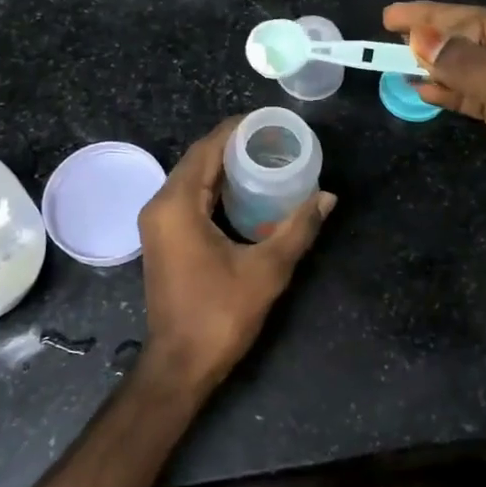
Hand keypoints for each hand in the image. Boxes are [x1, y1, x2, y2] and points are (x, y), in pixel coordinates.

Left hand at [136, 117, 335, 392]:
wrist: (180, 364)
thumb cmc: (220, 314)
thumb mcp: (267, 270)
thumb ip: (299, 228)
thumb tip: (327, 197)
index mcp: (177, 204)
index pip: (207, 148)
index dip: (237, 129)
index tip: (270, 121)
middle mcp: (160, 205)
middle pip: (198, 159)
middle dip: (233, 144)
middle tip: (274, 139)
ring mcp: (158, 223)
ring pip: (192, 177)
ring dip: (224, 165)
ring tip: (265, 157)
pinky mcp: (163, 238)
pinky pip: (188, 197)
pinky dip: (214, 187)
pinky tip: (245, 190)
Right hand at [384, 2, 485, 268]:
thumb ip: (471, 69)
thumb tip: (421, 37)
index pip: (484, 24)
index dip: (436, 21)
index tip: (392, 20)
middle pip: (478, 41)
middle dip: (435, 36)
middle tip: (388, 24)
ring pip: (477, 70)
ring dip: (440, 68)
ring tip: (394, 59)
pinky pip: (482, 98)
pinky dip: (454, 95)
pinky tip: (423, 90)